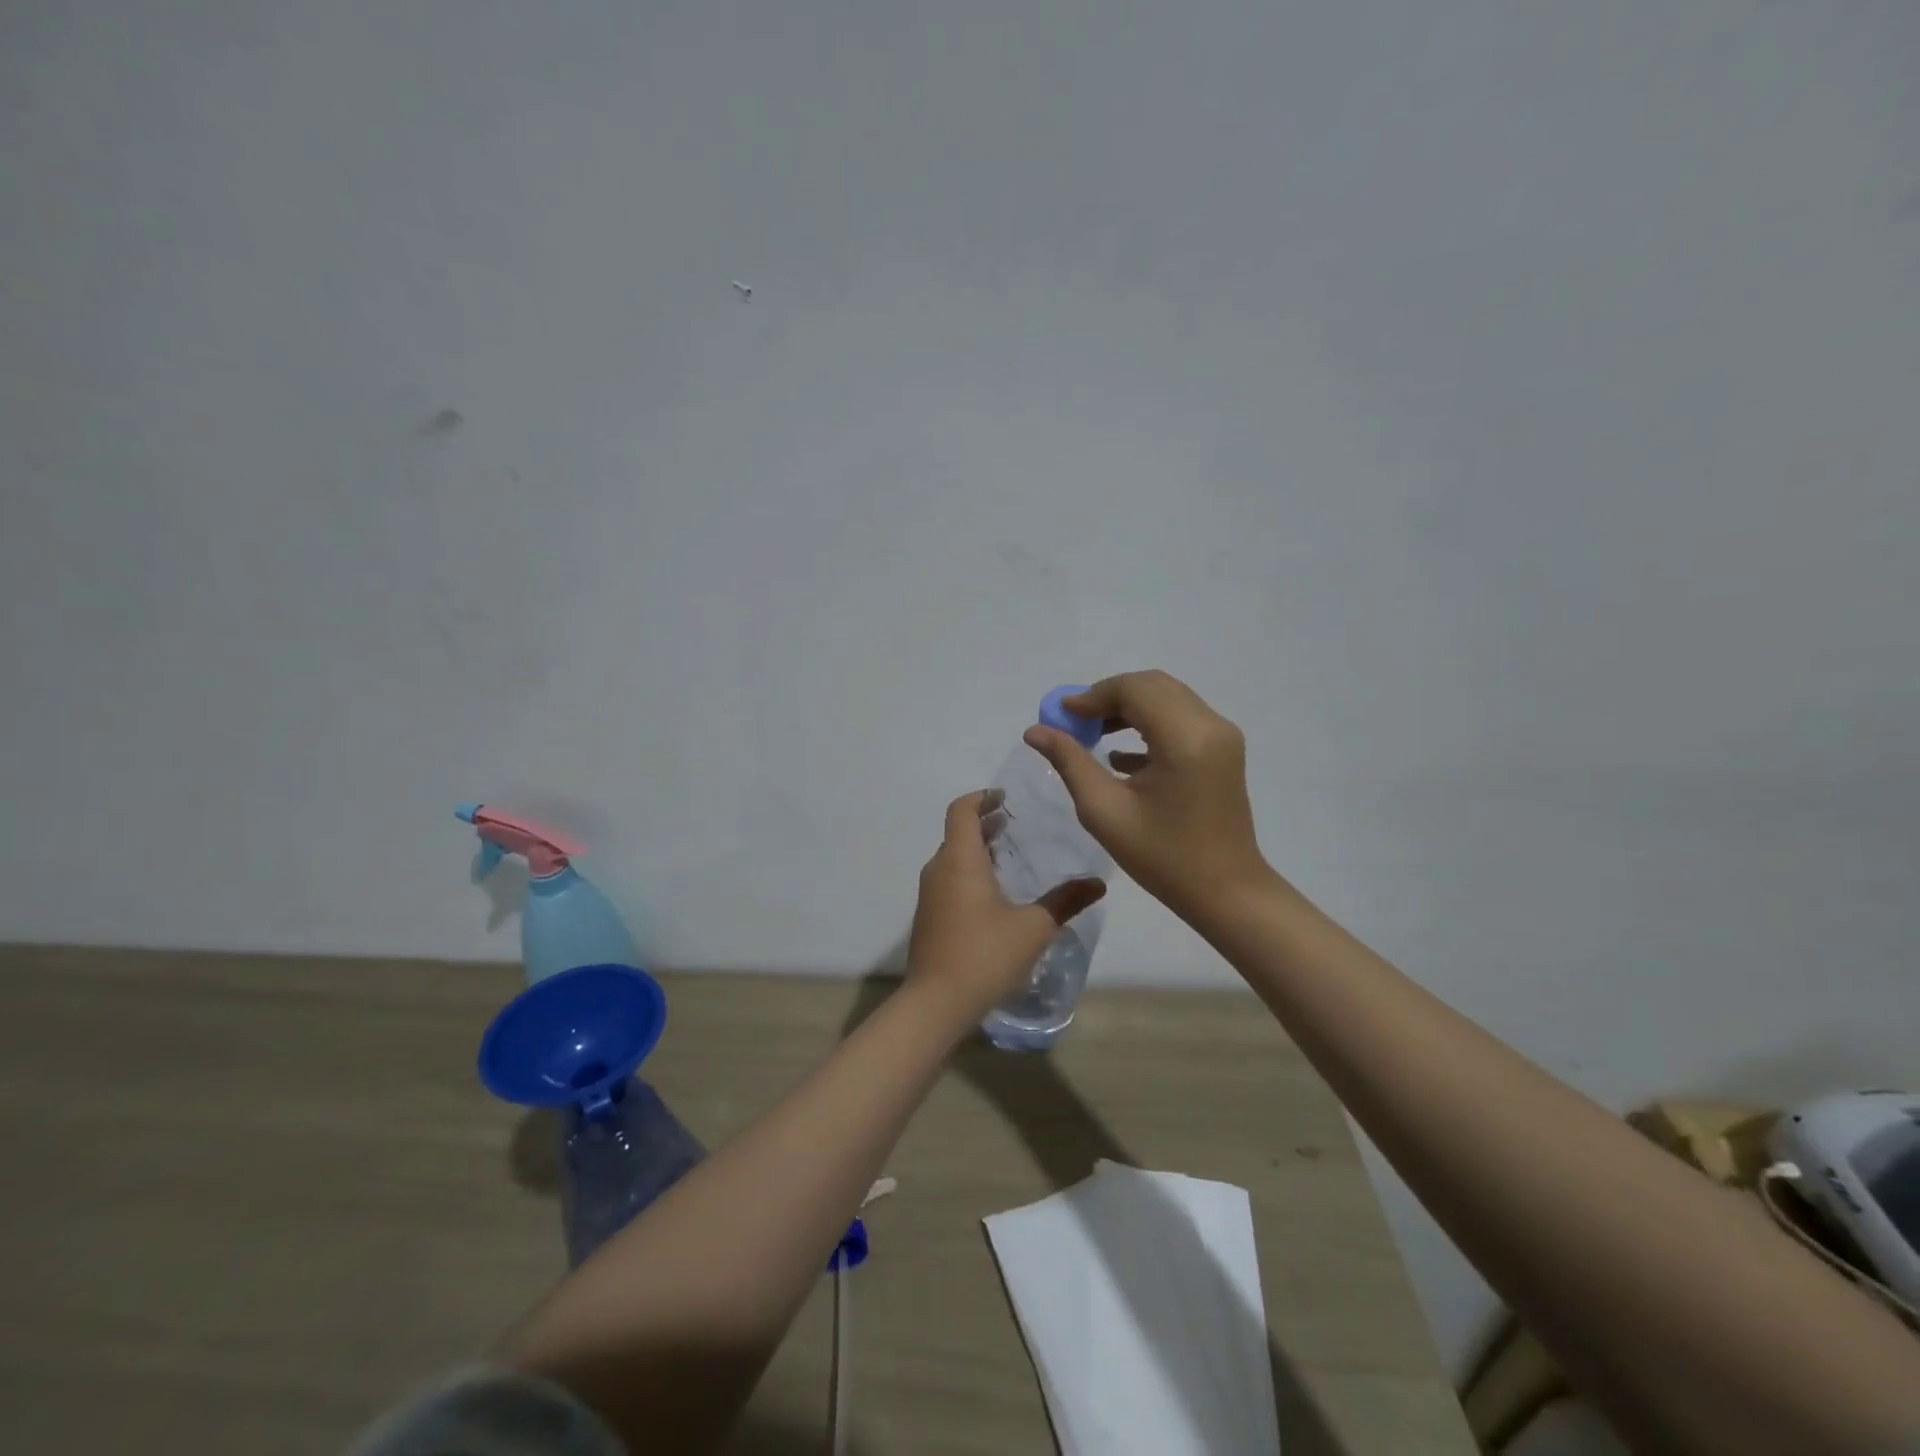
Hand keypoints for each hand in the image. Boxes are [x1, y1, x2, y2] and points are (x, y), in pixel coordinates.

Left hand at [906, 790, 1106, 1017]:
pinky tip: (993, 894)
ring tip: (1008, 855)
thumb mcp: (1034, 927)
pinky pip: (948, 879)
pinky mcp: (928, 916)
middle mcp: (939, 869)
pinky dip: (969, 871)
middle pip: (957, 831)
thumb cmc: (985, 955)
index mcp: (960, 859)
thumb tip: (1098, 884)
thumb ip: (1066, 901)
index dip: (982, 797)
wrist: (935, 1003)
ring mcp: (929, 894)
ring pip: (952, 857)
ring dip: (977, 849)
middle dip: (984, 823)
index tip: (1005, 798)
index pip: (961, 810)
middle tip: (1014, 824)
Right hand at [1023, 670, 1270, 921]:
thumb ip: (1070, 762)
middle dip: (1108, 697)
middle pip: (1151, 686)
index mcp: (1184, 739)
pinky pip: (1180, 718)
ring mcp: (1222, 735)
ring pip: (1167, 698)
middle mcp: (1210, 725)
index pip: (1133, 690)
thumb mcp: (1105, 811)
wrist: (1226, 892)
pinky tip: (1119, 758)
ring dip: (1127, 708)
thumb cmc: (1162, 857)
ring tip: (1091, 735)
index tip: (1061, 715)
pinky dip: (1148, 724)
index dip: (1093, 696)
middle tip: (1074, 723)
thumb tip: (1035, 730)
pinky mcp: (1223, 749)